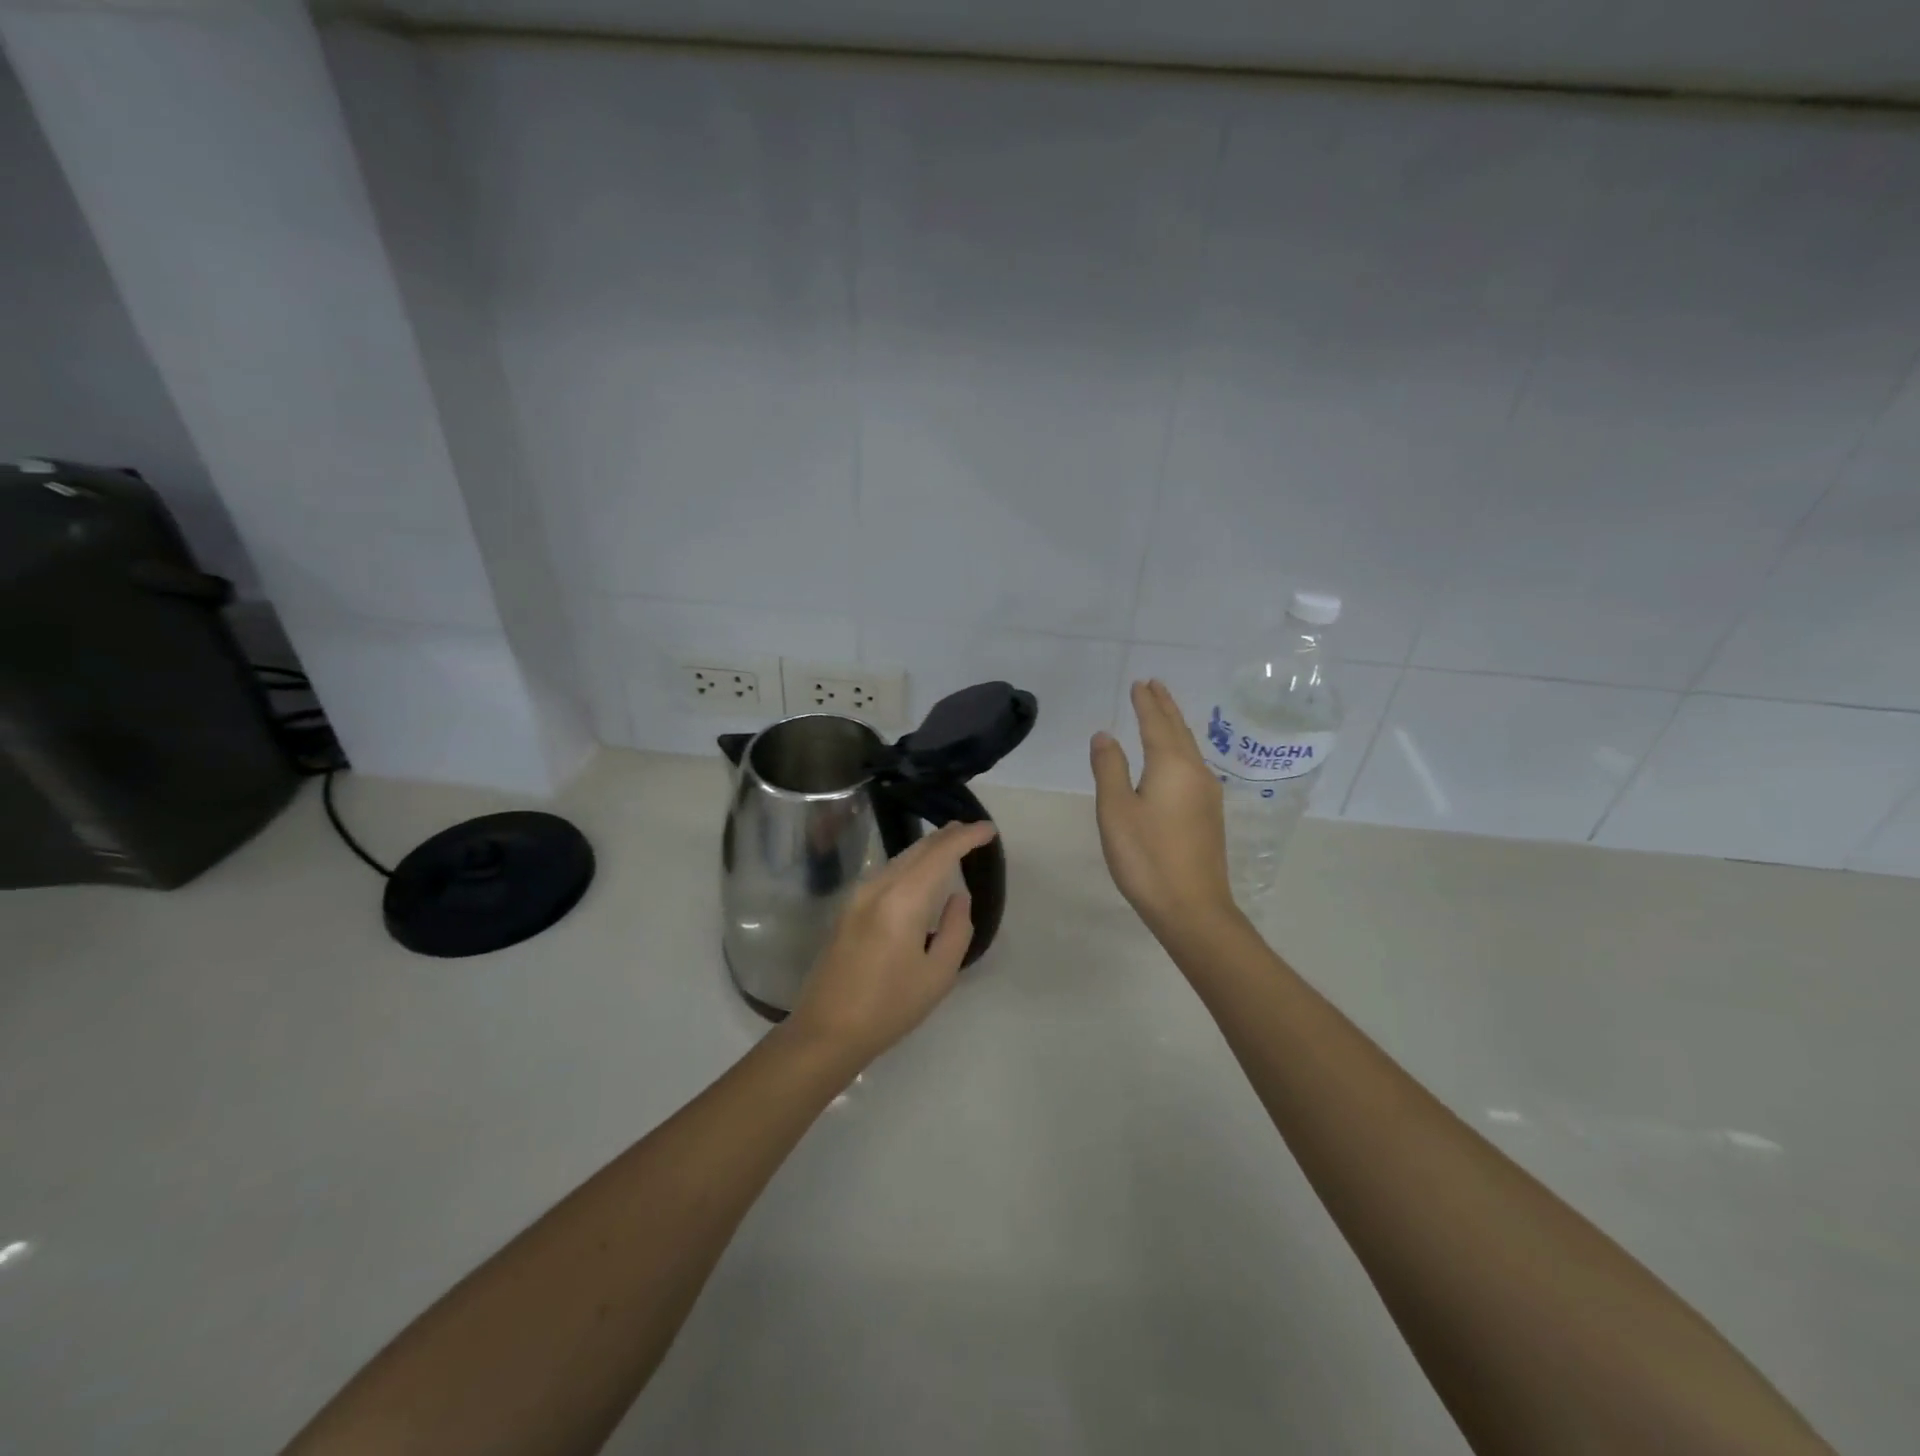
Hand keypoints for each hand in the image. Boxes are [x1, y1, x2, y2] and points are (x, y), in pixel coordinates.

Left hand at [784, 819, 997, 1069]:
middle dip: (947, 836)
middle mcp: (877, 887)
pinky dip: (910, 864)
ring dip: (927, 849)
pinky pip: (887, 873)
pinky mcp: (848, 909)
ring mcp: (858, 896)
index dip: (966, 837)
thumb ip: (956, 929)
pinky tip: (920, 873)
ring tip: (951, 845)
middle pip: (917, 849)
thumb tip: (957, 897)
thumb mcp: (938, 975)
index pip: (940, 854)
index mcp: (902, 900)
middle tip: (973, 831)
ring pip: (899, 858)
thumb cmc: (889, 1007)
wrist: (826, 1031)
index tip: (989, 830)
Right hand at [1090, 680, 1239, 941]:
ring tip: (1163, 712)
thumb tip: (1105, 735)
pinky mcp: (1209, 815)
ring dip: (1174, 726)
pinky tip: (1176, 758)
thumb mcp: (1116, 810)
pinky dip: (1180, 749)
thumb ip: (1109, 768)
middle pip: (1179, 730)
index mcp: (1172, 766)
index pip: (1156, 724)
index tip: (1140, 683)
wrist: (1193, 908)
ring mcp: (1207, 795)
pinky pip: (1193, 766)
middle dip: (1164, 707)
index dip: (1146, 703)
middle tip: (1154, 685)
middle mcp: (1195, 773)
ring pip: (1189, 748)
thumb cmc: (1146, 857)